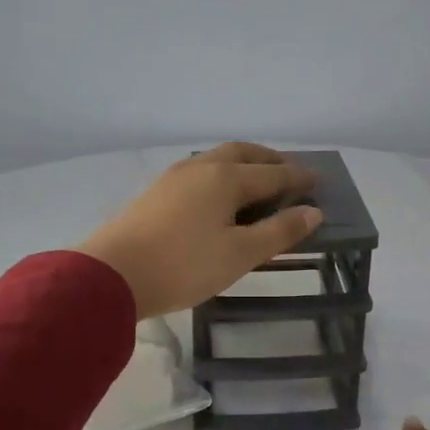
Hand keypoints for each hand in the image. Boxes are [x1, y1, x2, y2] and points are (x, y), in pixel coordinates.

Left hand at [76, 143, 322, 318]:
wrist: (111, 275)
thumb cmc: (185, 265)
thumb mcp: (240, 254)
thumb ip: (279, 231)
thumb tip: (313, 211)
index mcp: (226, 178)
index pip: (272, 174)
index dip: (297, 178)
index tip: (317, 181)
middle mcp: (201, 168)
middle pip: (242, 153)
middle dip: (269, 160)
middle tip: (288, 172)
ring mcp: (173, 178)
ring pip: (216, 160)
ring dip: (242, 164)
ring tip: (256, 182)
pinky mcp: (155, 193)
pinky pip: (199, 173)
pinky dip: (220, 176)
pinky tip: (217, 196)